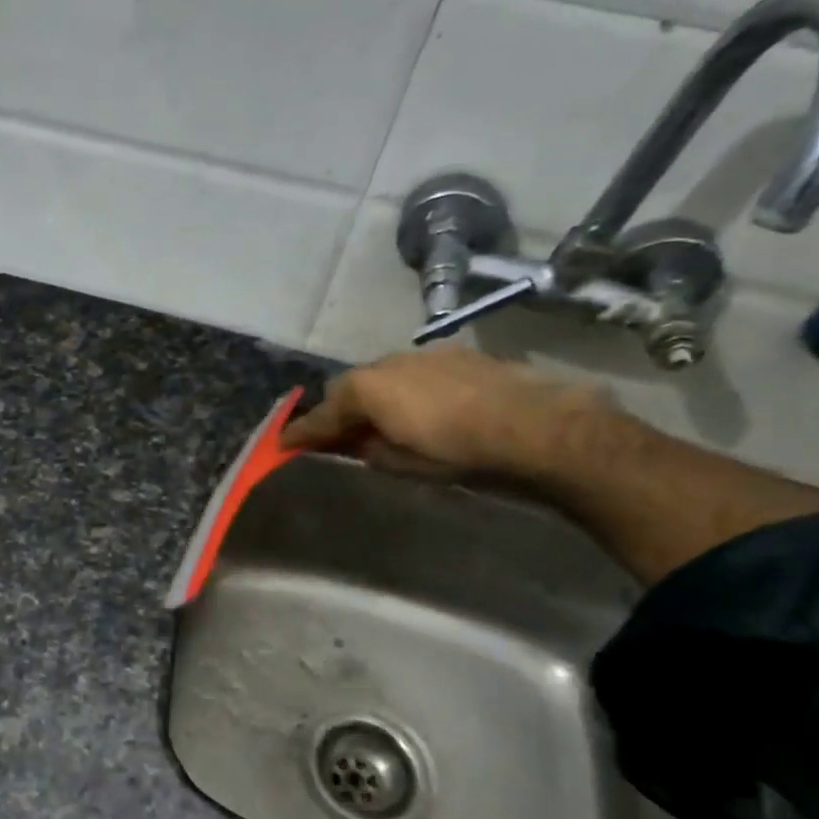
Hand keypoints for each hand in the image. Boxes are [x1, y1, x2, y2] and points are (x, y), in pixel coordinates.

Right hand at [279, 347, 608, 478]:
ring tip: (382, 422)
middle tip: (337, 436)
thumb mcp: (403, 463)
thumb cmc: (459, 452)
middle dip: (338, 410)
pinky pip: (413, 373)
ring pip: (382, 376)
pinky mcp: (456, 355)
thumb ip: (369, 450)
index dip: (301, 433)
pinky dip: (405, 390)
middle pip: (348, 386)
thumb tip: (358, 443)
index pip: (322, 415)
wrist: (536, 425)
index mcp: (366, 389)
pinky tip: (423, 409)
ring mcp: (423, 354)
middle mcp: (388, 363)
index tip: (282, 445)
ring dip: (373, 397)